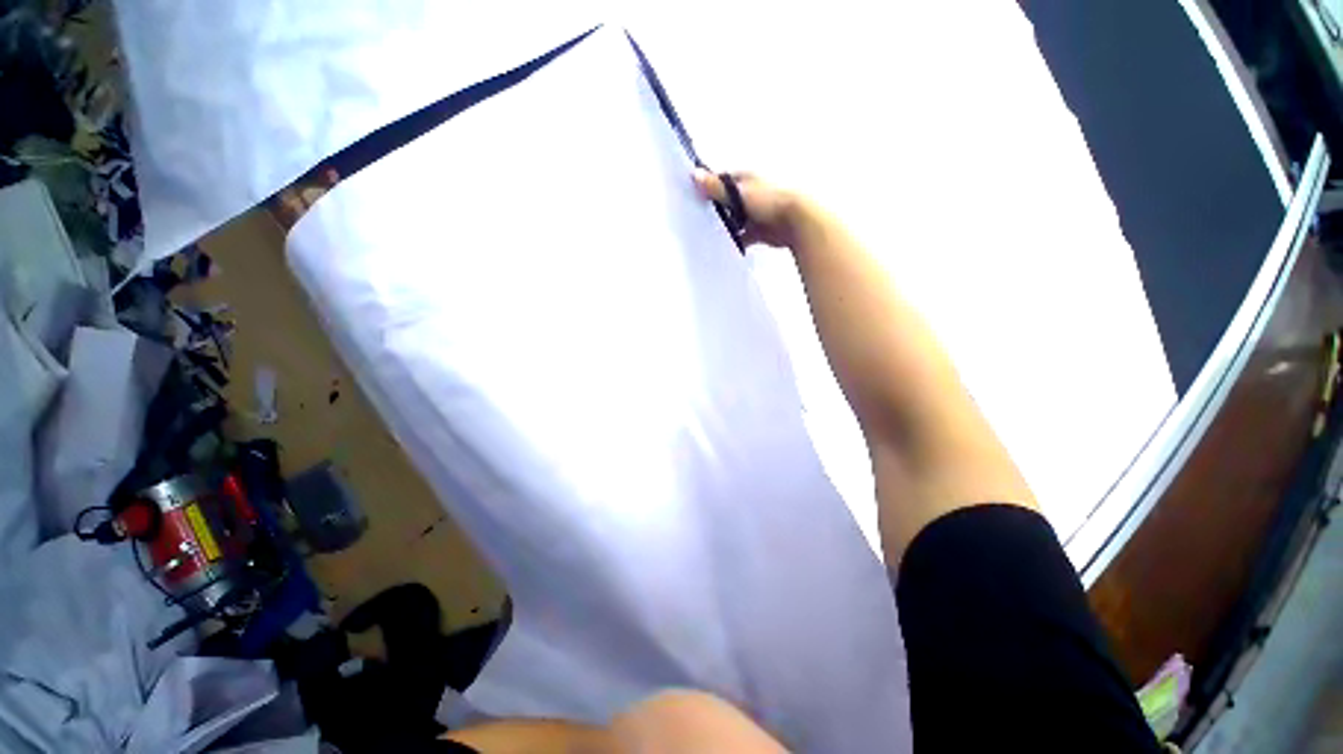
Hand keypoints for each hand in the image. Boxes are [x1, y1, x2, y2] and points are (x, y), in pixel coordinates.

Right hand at [693, 169, 807, 249]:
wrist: (796, 221)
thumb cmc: (768, 201)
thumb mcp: (739, 193)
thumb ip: (716, 188)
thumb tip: (693, 173)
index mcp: (745, 179)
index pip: (721, 182)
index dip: (708, 188)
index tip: (693, 198)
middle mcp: (750, 194)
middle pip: (727, 202)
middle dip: (715, 210)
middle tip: (696, 220)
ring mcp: (755, 214)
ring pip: (735, 220)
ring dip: (725, 227)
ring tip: (707, 236)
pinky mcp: (760, 232)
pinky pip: (743, 237)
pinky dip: (736, 241)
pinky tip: (724, 247)